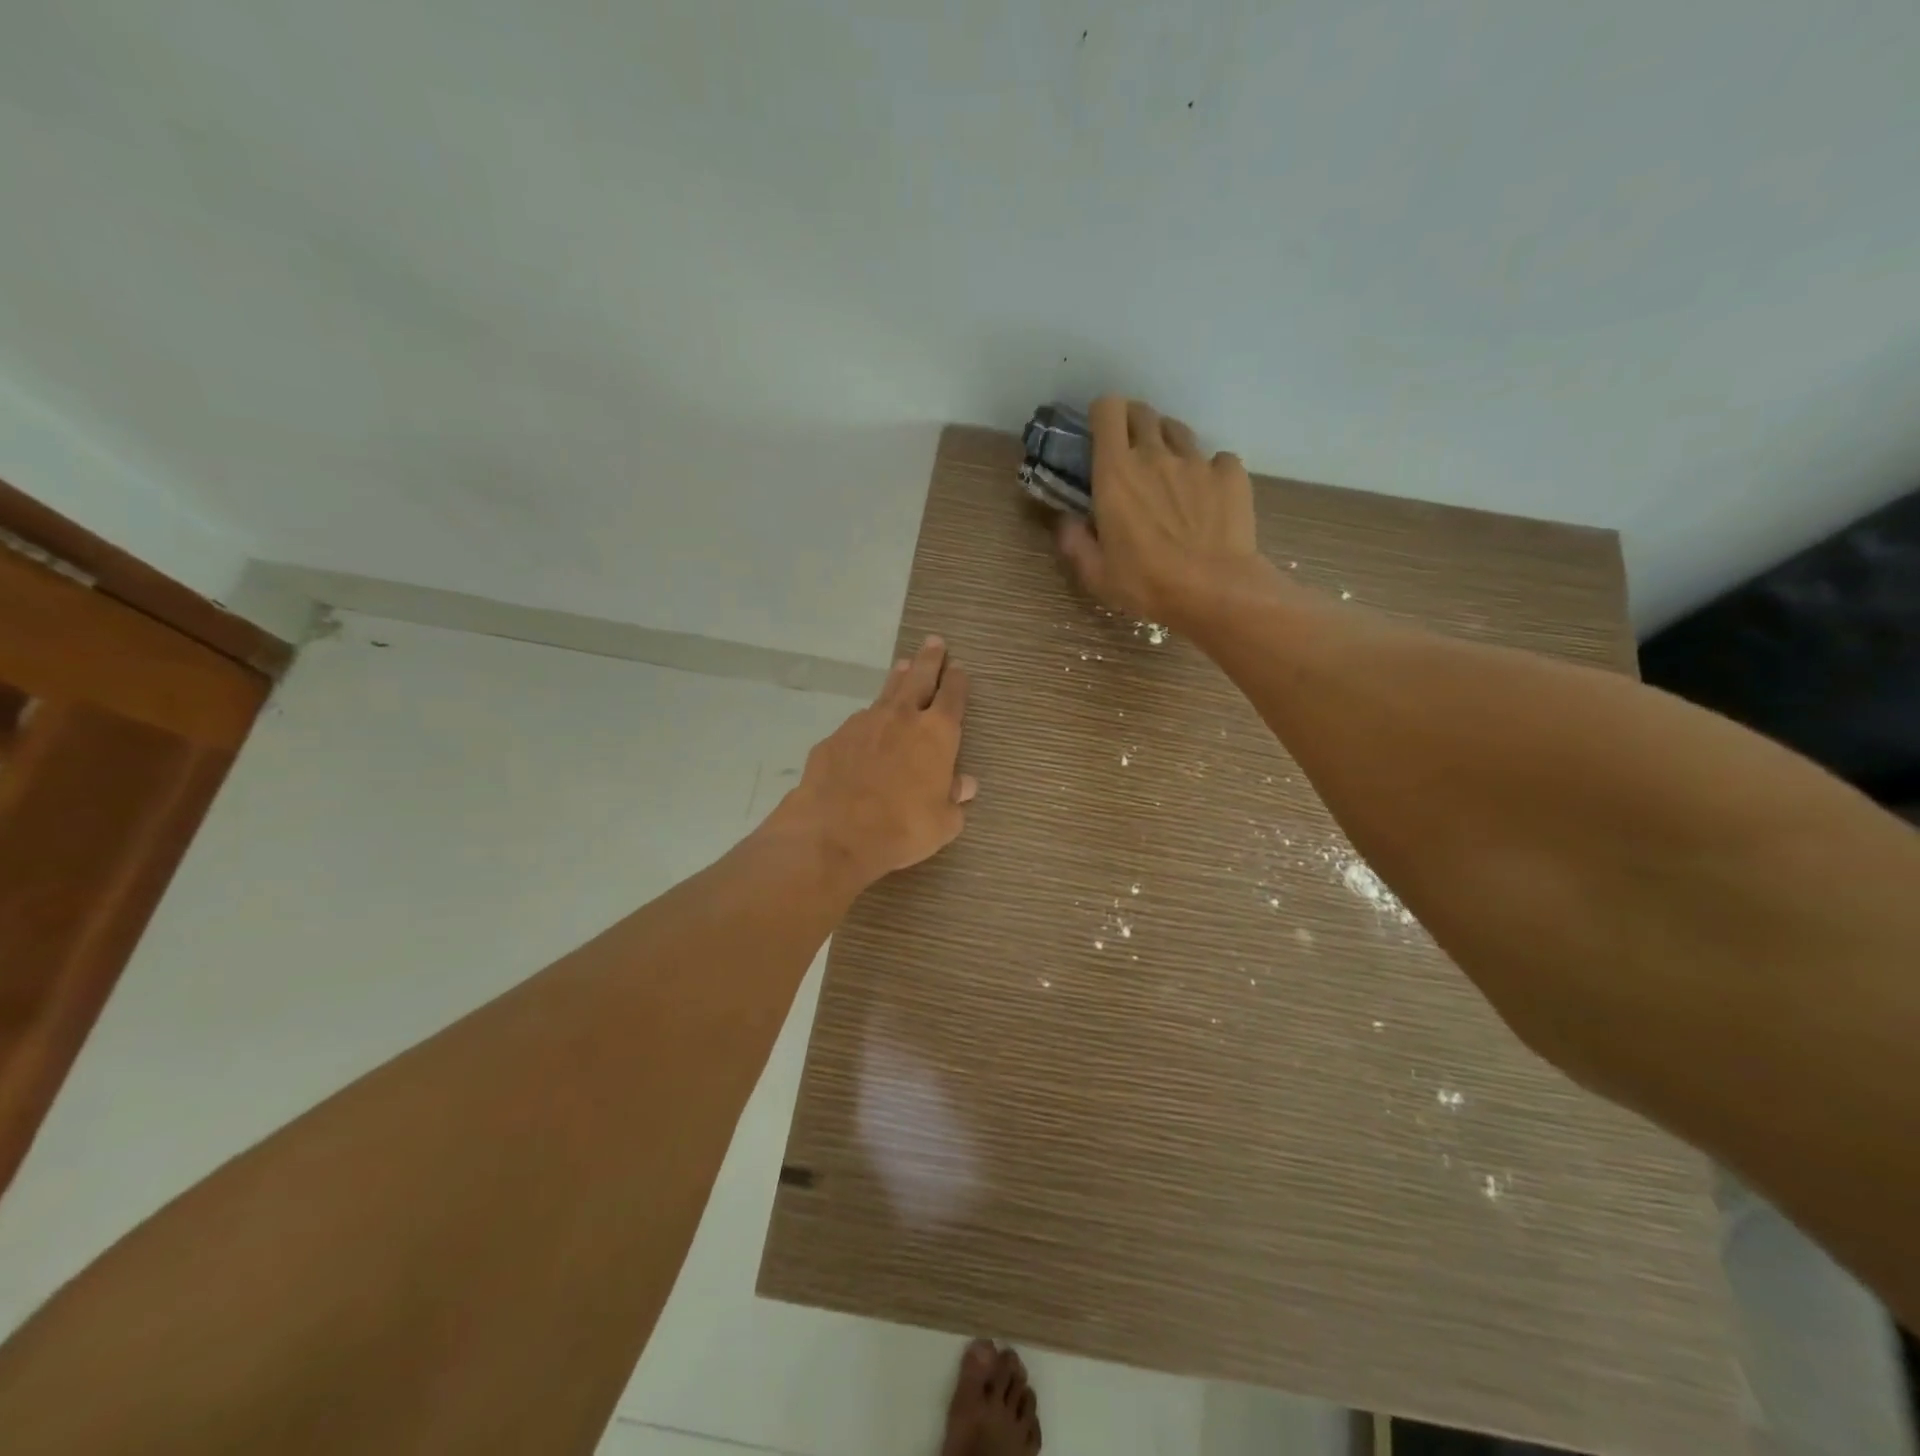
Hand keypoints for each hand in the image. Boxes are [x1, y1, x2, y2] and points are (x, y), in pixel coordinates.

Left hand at [772, 635, 975, 889]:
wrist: (835, 832)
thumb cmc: (902, 829)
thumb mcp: (942, 823)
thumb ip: (954, 799)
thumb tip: (965, 785)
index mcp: (937, 734)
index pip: (952, 697)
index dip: (957, 680)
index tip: (958, 667)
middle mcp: (902, 718)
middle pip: (919, 678)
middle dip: (929, 659)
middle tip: (934, 642)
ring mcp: (864, 723)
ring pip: (886, 692)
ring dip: (897, 678)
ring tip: (902, 665)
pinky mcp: (835, 738)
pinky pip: (858, 722)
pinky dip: (868, 720)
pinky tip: (866, 727)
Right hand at [1056, 396, 1271, 627]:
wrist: (1214, 591)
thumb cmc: (1146, 583)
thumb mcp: (1096, 574)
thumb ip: (1075, 542)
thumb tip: (1065, 521)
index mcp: (1116, 473)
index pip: (1108, 410)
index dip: (1102, 414)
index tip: (1100, 434)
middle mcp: (1156, 454)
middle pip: (1143, 413)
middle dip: (1133, 423)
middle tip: (1130, 452)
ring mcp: (1197, 461)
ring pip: (1178, 431)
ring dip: (1167, 442)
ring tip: (1167, 471)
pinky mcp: (1231, 474)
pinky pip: (1217, 459)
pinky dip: (1210, 470)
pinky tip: (1208, 493)